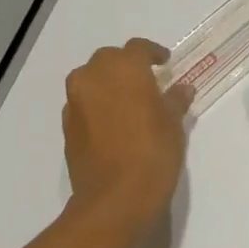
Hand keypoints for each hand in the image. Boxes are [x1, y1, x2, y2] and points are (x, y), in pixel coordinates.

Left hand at [62, 39, 192, 224]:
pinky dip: (96, 104)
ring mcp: (76, 101)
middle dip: (126, 65)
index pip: (138, 48)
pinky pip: (83, 103)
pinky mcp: (66, 126)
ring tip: (128, 102)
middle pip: (109, 59)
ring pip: (90, 79)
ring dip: (108, 83)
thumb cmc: (152, 154)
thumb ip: (175, 101)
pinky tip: (113, 123)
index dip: (153, 53)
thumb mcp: (173, 125)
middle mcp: (94, 76)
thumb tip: (182, 88)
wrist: (114, 199)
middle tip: (146, 82)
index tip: (165, 63)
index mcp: (124, 68)